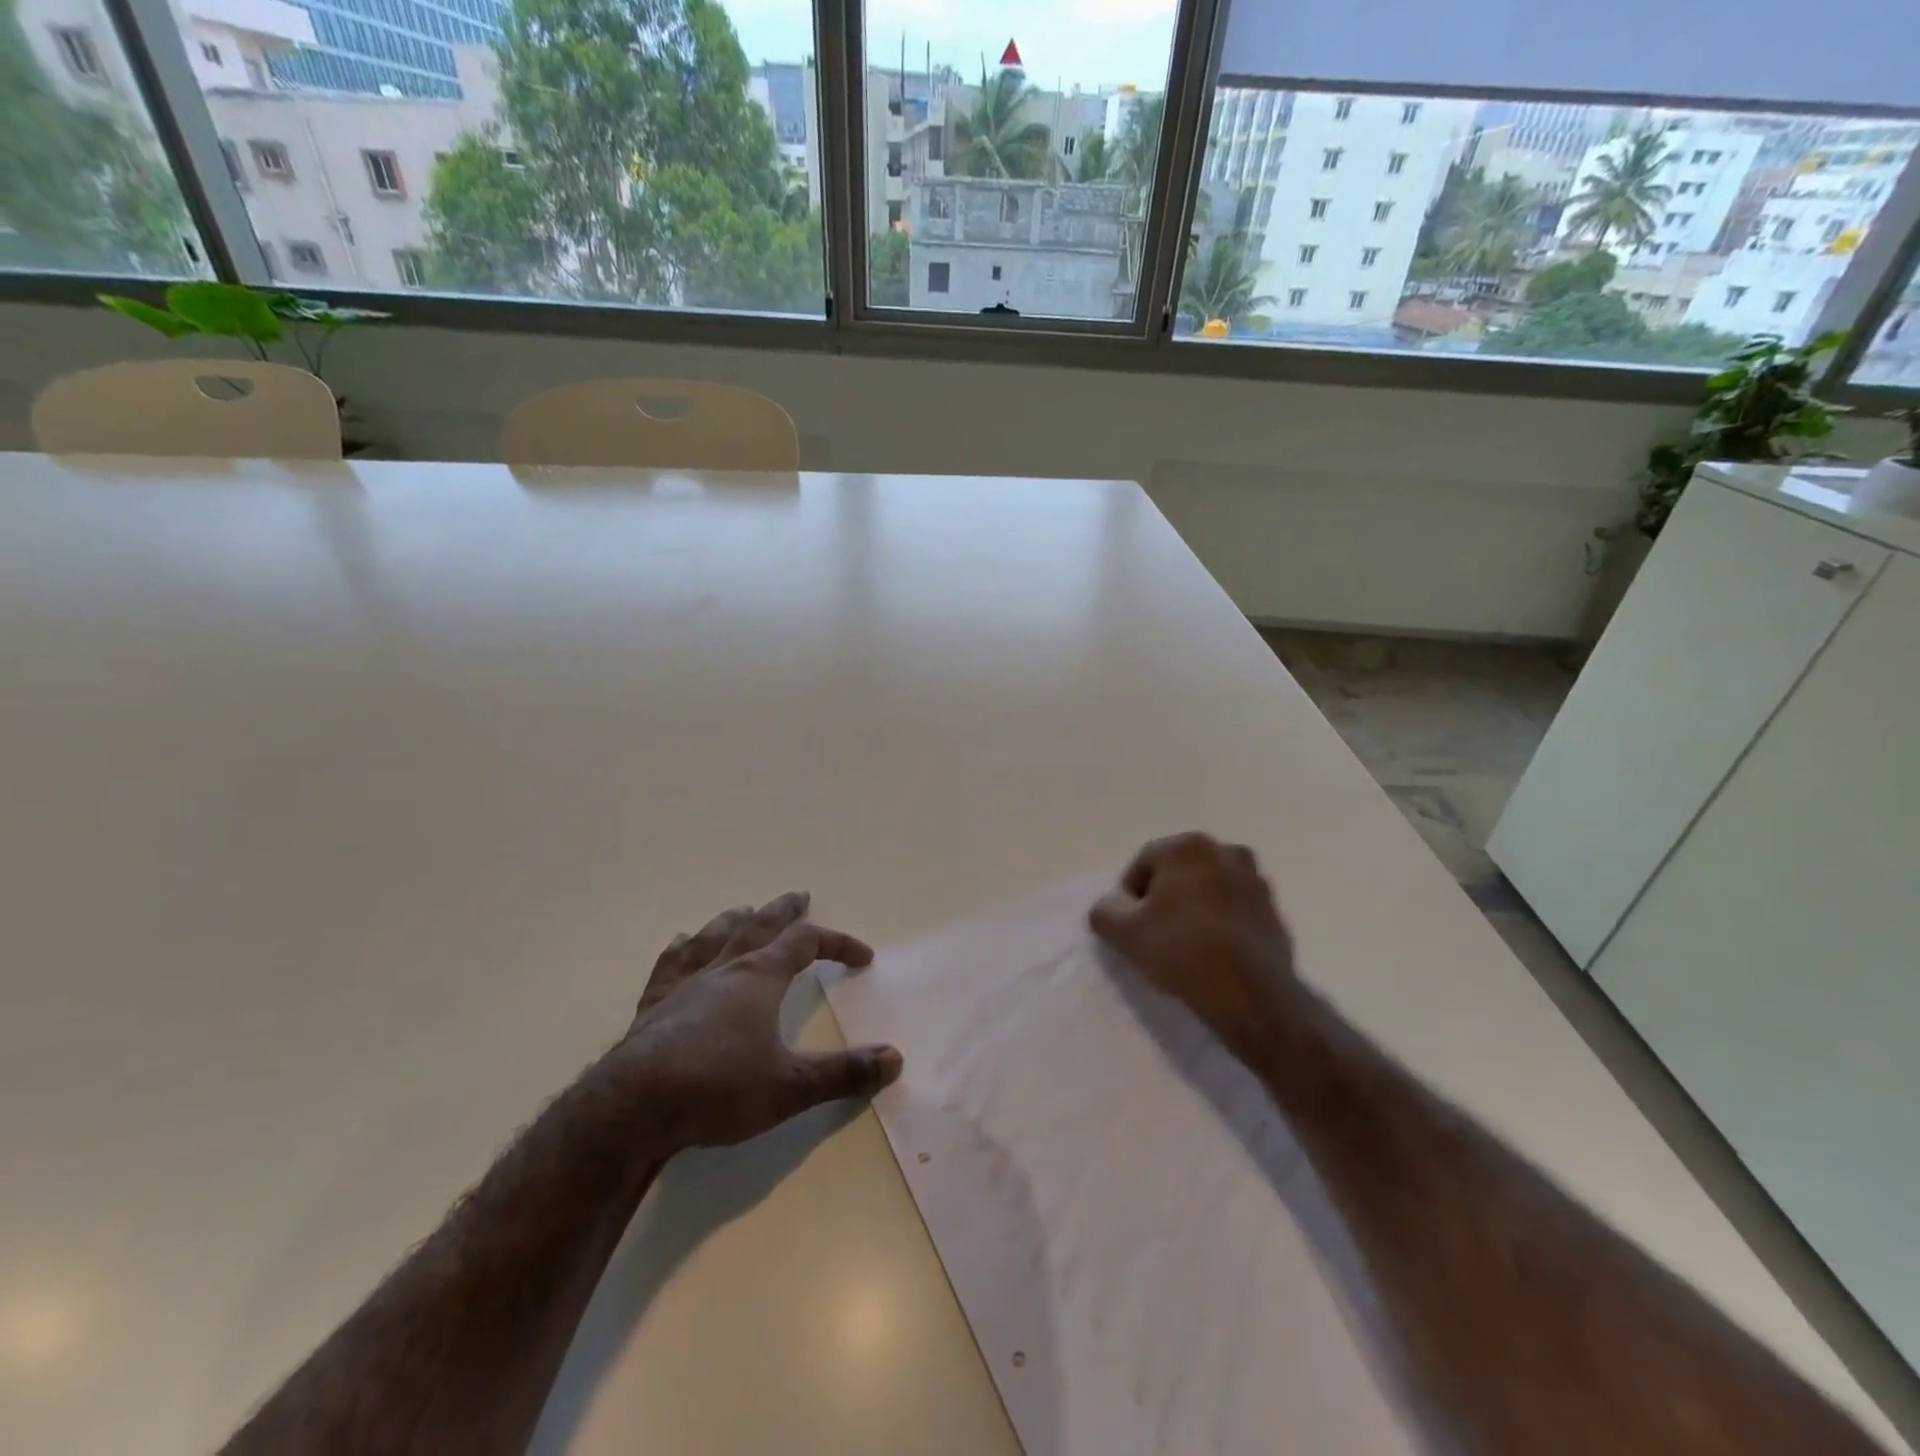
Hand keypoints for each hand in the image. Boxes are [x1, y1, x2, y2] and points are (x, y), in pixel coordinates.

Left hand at [612, 892, 901, 1149]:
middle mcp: (725, 968)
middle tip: (800, 895)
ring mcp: (685, 983)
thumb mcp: (791, 1087)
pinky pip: (671, 963)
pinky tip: (682, 943)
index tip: (863, 957)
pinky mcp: (653, 1005)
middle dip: (785, 911)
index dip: (838, 943)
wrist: (632, 1108)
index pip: (807, 943)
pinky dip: (683, 948)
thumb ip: (844, 1072)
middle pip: (761, 925)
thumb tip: (895, 1059)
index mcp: (761, 977)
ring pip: (715, 936)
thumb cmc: (719, 1090)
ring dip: (736, 920)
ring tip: (745, 910)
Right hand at [1089, 832, 1299, 1058]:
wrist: (1251, 995)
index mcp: (1188, 846)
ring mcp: (1256, 880)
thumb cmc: (1181, 951)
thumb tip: (1111, 906)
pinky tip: (1214, 952)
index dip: (1129, 895)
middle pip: (1179, 872)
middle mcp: (1226, 851)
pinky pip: (1235, 909)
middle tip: (1154, 933)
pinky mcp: (1274, 910)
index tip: (1129, 926)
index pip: (1143, 864)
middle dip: (1165, 896)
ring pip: (1209, 889)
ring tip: (1186, 944)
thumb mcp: (1123, 932)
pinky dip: (1221, 922)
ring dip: (1195, 907)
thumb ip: (1104, 909)